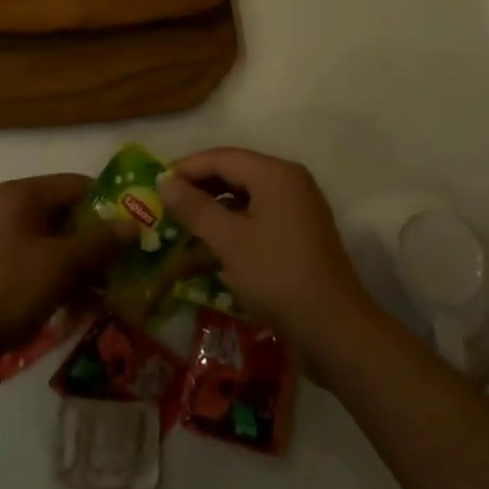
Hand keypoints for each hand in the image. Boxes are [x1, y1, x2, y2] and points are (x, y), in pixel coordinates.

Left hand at [0, 174, 128, 380]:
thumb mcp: (61, 265)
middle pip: (68, 215)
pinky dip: (62, 280)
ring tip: (111, 292)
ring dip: (83, 266)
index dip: (111, 205)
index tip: (138, 231)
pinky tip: (82, 307)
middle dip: (99, 241)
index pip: (78, 185)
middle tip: (129, 265)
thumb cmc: (8, 289)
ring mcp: (2, 241)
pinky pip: (40, 265)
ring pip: (56, 244)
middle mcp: (11, 209)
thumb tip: (134, 224)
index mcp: (22, 195)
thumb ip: (100, 242)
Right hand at [157, 148, 374, 359]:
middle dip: (198, 189)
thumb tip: (164, 182)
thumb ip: (194, 208)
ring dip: (212, 210)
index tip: (155, 184)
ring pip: (244, 199)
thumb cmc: (277, 275)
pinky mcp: (297, 236)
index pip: (221, 158)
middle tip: (165, 205)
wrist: (333, 330)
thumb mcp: (229, 240)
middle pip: (234, 174)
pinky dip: (231, 228)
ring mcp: (296, 210)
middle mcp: (288, 183)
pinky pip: (257, 220)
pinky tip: (207, 249)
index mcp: (275, 174)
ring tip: (180, 226)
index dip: (186, 168)